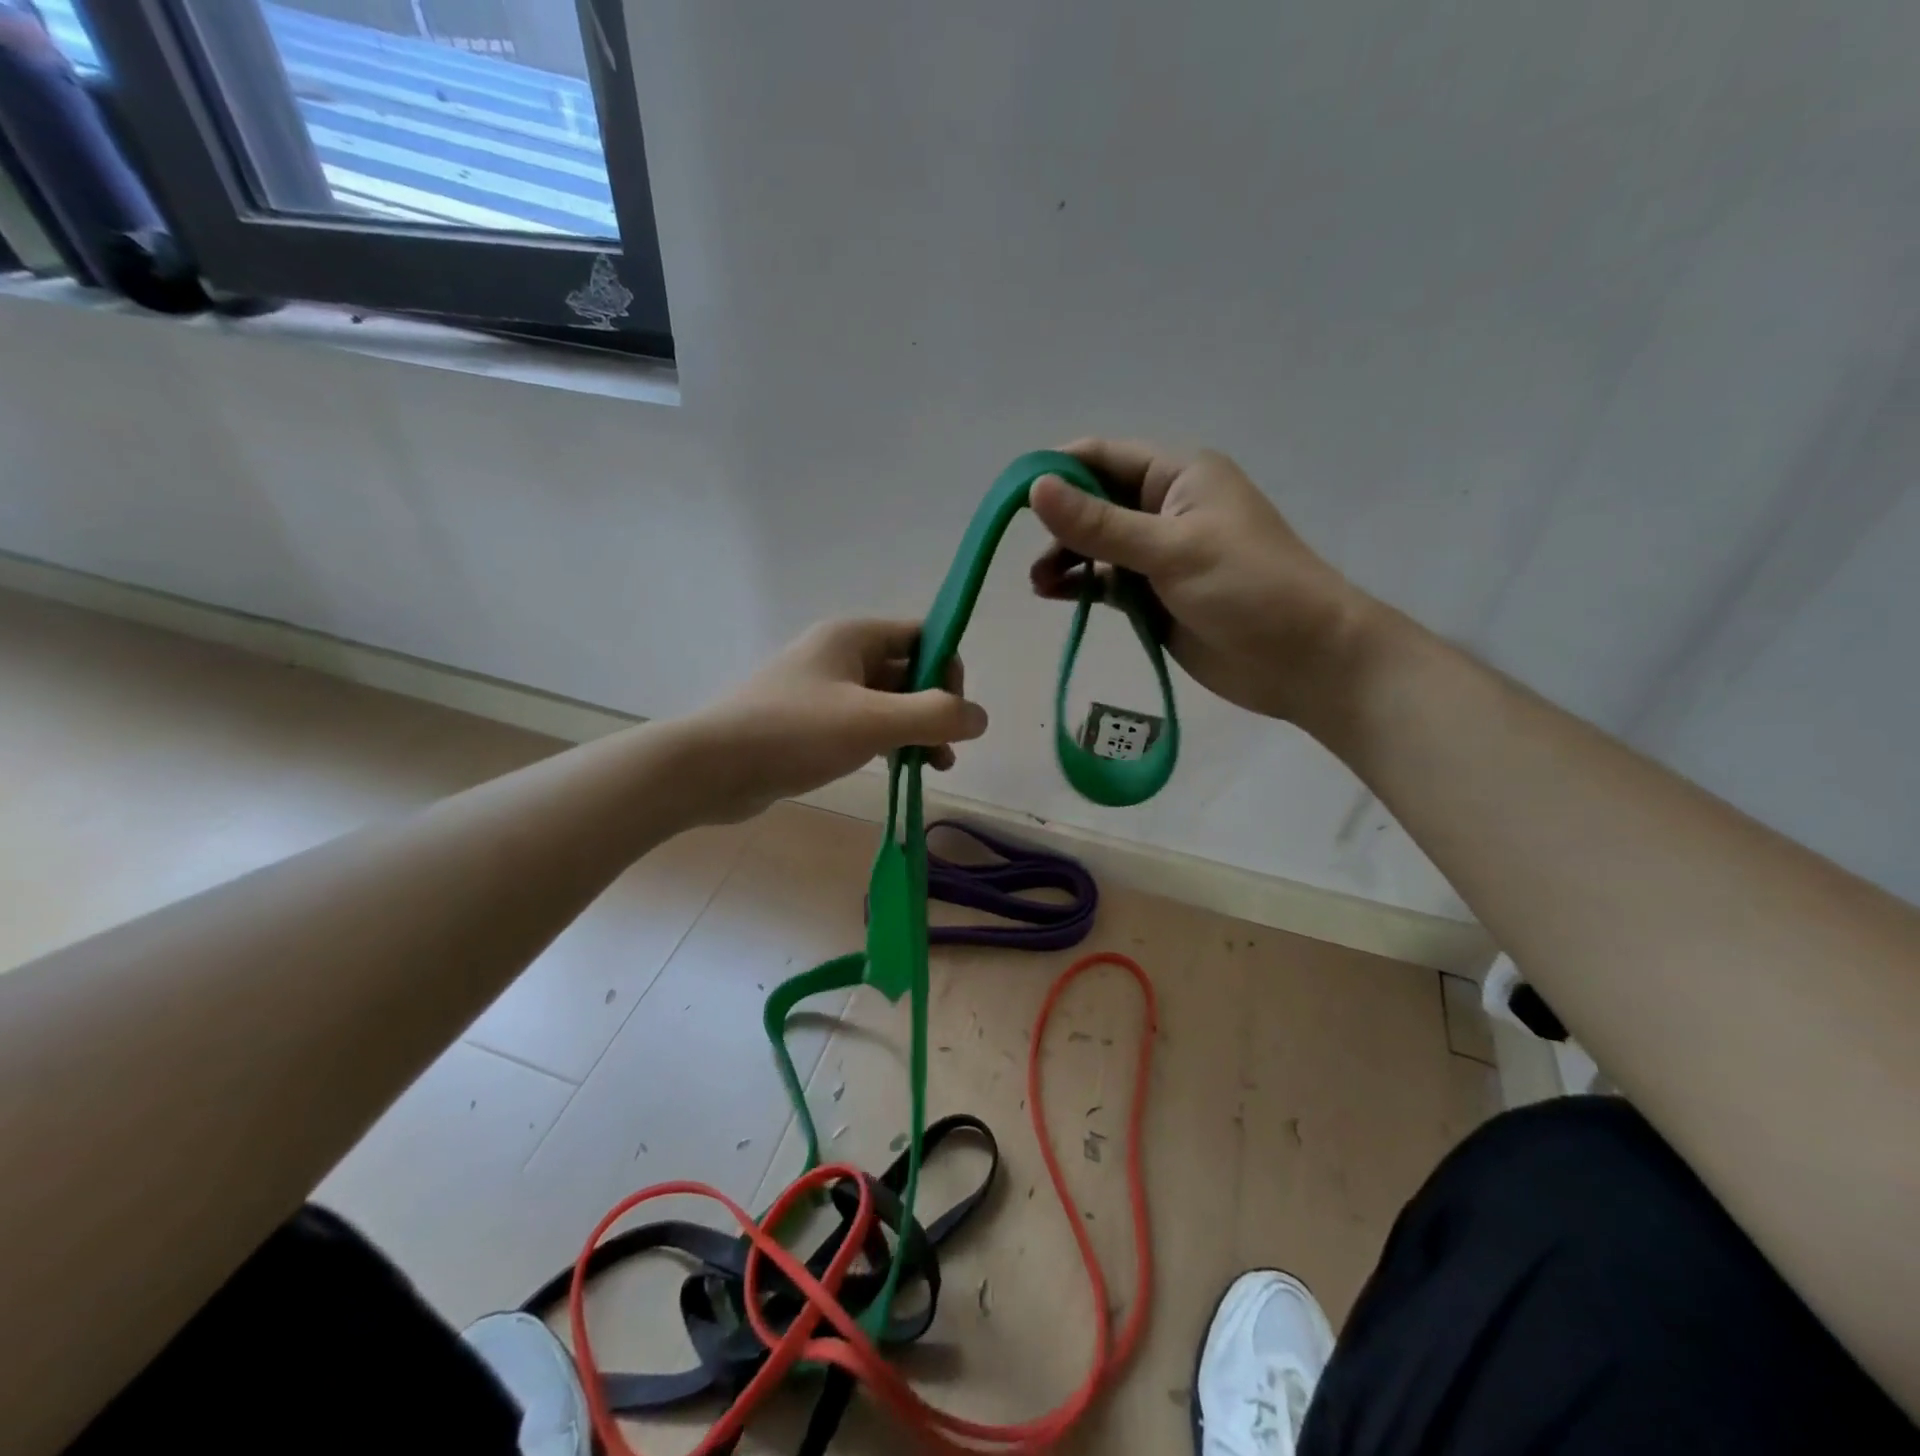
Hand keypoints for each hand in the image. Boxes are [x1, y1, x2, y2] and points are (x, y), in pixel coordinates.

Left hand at [678, 618, 987, 823]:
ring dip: (914, 730)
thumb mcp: (872, 722)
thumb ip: (935, 716)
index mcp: (853, 636)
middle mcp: (838, 654)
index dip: (948, 669)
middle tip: (945, 750)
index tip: (953, 712)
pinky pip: (862, 724)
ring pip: (886, 702)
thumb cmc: (794, 733)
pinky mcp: (808, 723)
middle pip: (907, 670)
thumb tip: (980, 717)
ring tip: (932, 767)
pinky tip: (896, 770)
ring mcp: (821, 690)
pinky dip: (886, 742)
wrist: (710, 768)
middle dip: (934, 707)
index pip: (922, 636)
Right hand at [1029, 440, 1374, 723]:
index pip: (1102, 457)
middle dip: (1058, 522)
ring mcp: (1159, 554)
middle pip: (1094, 502)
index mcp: (1178, 475)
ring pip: (1096, 545)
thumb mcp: (1171, 550)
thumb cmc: (1248, 589)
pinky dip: (1079, 586)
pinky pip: (1106, 581)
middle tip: (1029, 554)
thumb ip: (1101, 525)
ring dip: (1064, 557)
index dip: (1056, 472)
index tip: (1014, 502)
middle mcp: (1165, 507)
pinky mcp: (1154, 595)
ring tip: (1039, 584)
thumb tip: (1035, 488)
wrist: (1303, 660)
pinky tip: (1053, 596)